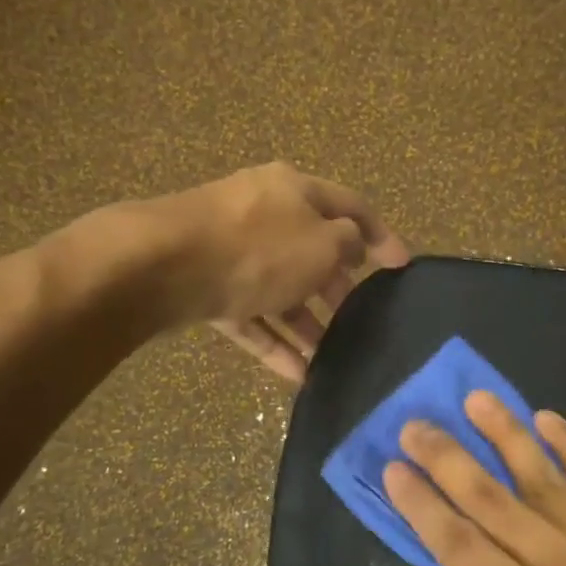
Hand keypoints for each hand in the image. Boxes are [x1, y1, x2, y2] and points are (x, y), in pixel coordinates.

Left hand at [136, 163, 409, 381]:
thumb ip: (347, 244)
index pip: (351, 207)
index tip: (402, 267)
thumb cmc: (259, 247)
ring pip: (279, 288)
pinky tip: (298, 375)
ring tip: (331, 357)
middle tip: (361, 316)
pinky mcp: (205, 285)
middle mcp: (262, 213)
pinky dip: (274, 342)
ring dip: (307, 322)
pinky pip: (250, 314)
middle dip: (337, 285)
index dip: (382, 236)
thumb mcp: (321, 244)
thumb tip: (351, 245)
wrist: (163, 265)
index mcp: (294, 190)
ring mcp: (230, 250)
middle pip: (311, 249)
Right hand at [384, 393, 565, 565]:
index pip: (457, 544)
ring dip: (503, 433)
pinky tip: (546, 419)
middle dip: (445, 457)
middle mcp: (559, 562)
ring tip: (473, 399)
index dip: (420, 504)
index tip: (392, 468)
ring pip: (541, 475)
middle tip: (413, 424)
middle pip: (489, 498)